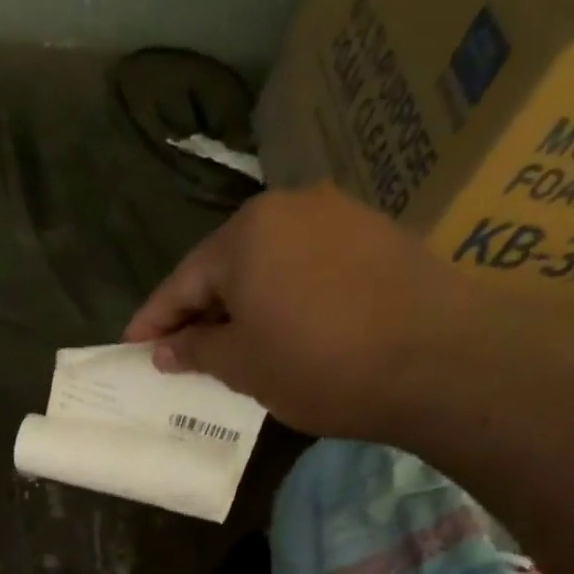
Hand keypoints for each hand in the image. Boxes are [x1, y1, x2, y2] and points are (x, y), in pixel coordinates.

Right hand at [122, 183, 517, 439]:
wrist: (441, 361)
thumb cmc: (322, 365)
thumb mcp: (244, 366)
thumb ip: (196, 351)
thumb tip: (166, 349)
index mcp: (246, 233)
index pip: (182, 282)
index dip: (153, 321)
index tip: (132, 348)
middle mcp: (290, 207)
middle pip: (226, 265)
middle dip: (199, 311)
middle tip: (180, 352)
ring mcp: (339, 215)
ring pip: (269, 264)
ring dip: (244, 303)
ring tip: (232, 345)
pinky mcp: (377, 235)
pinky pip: (308, 265)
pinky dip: (285, 296)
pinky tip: (285, 327)